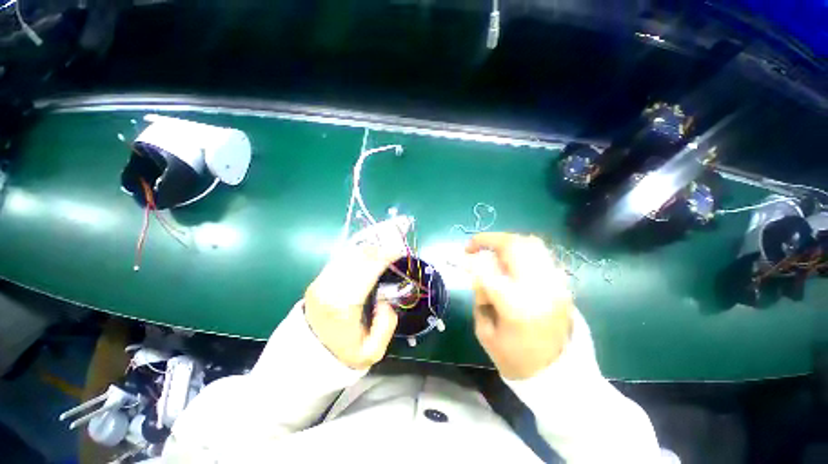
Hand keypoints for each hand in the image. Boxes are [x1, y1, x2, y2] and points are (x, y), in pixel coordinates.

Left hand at [304, 217, 411, 369]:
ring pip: (348, 254)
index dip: (385, 255)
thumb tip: (385, 300)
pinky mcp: (318, 279)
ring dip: (369, 246)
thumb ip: (386, 324)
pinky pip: (341, 258)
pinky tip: (370, 250)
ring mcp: (321, 281)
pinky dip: (358, 251)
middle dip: (379, 245)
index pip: (367, 269)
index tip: (400, 249)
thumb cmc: (341, 354)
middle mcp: (329, 287)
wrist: (305, 357)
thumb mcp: (372, 352)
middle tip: (396, 240)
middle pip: (357, 256)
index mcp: (343, 304)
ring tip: (385, 241)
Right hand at [466, 233, 573, 379]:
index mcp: (515, 305)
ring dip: (505, 242)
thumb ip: (480, 295)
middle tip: (473, 246)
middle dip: (487, 240)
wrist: (559, 375)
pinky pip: (541, 254)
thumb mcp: (485, 331)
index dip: (468, 260)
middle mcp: (538, 287)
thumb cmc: (515, 358)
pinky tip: (511, 262)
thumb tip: (478, 270)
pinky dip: (522, 250)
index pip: (486, 270)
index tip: (458, 257)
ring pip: (530, 244)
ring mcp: (555, 283)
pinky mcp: (562, 284)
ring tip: (492, 251)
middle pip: (512, 246)